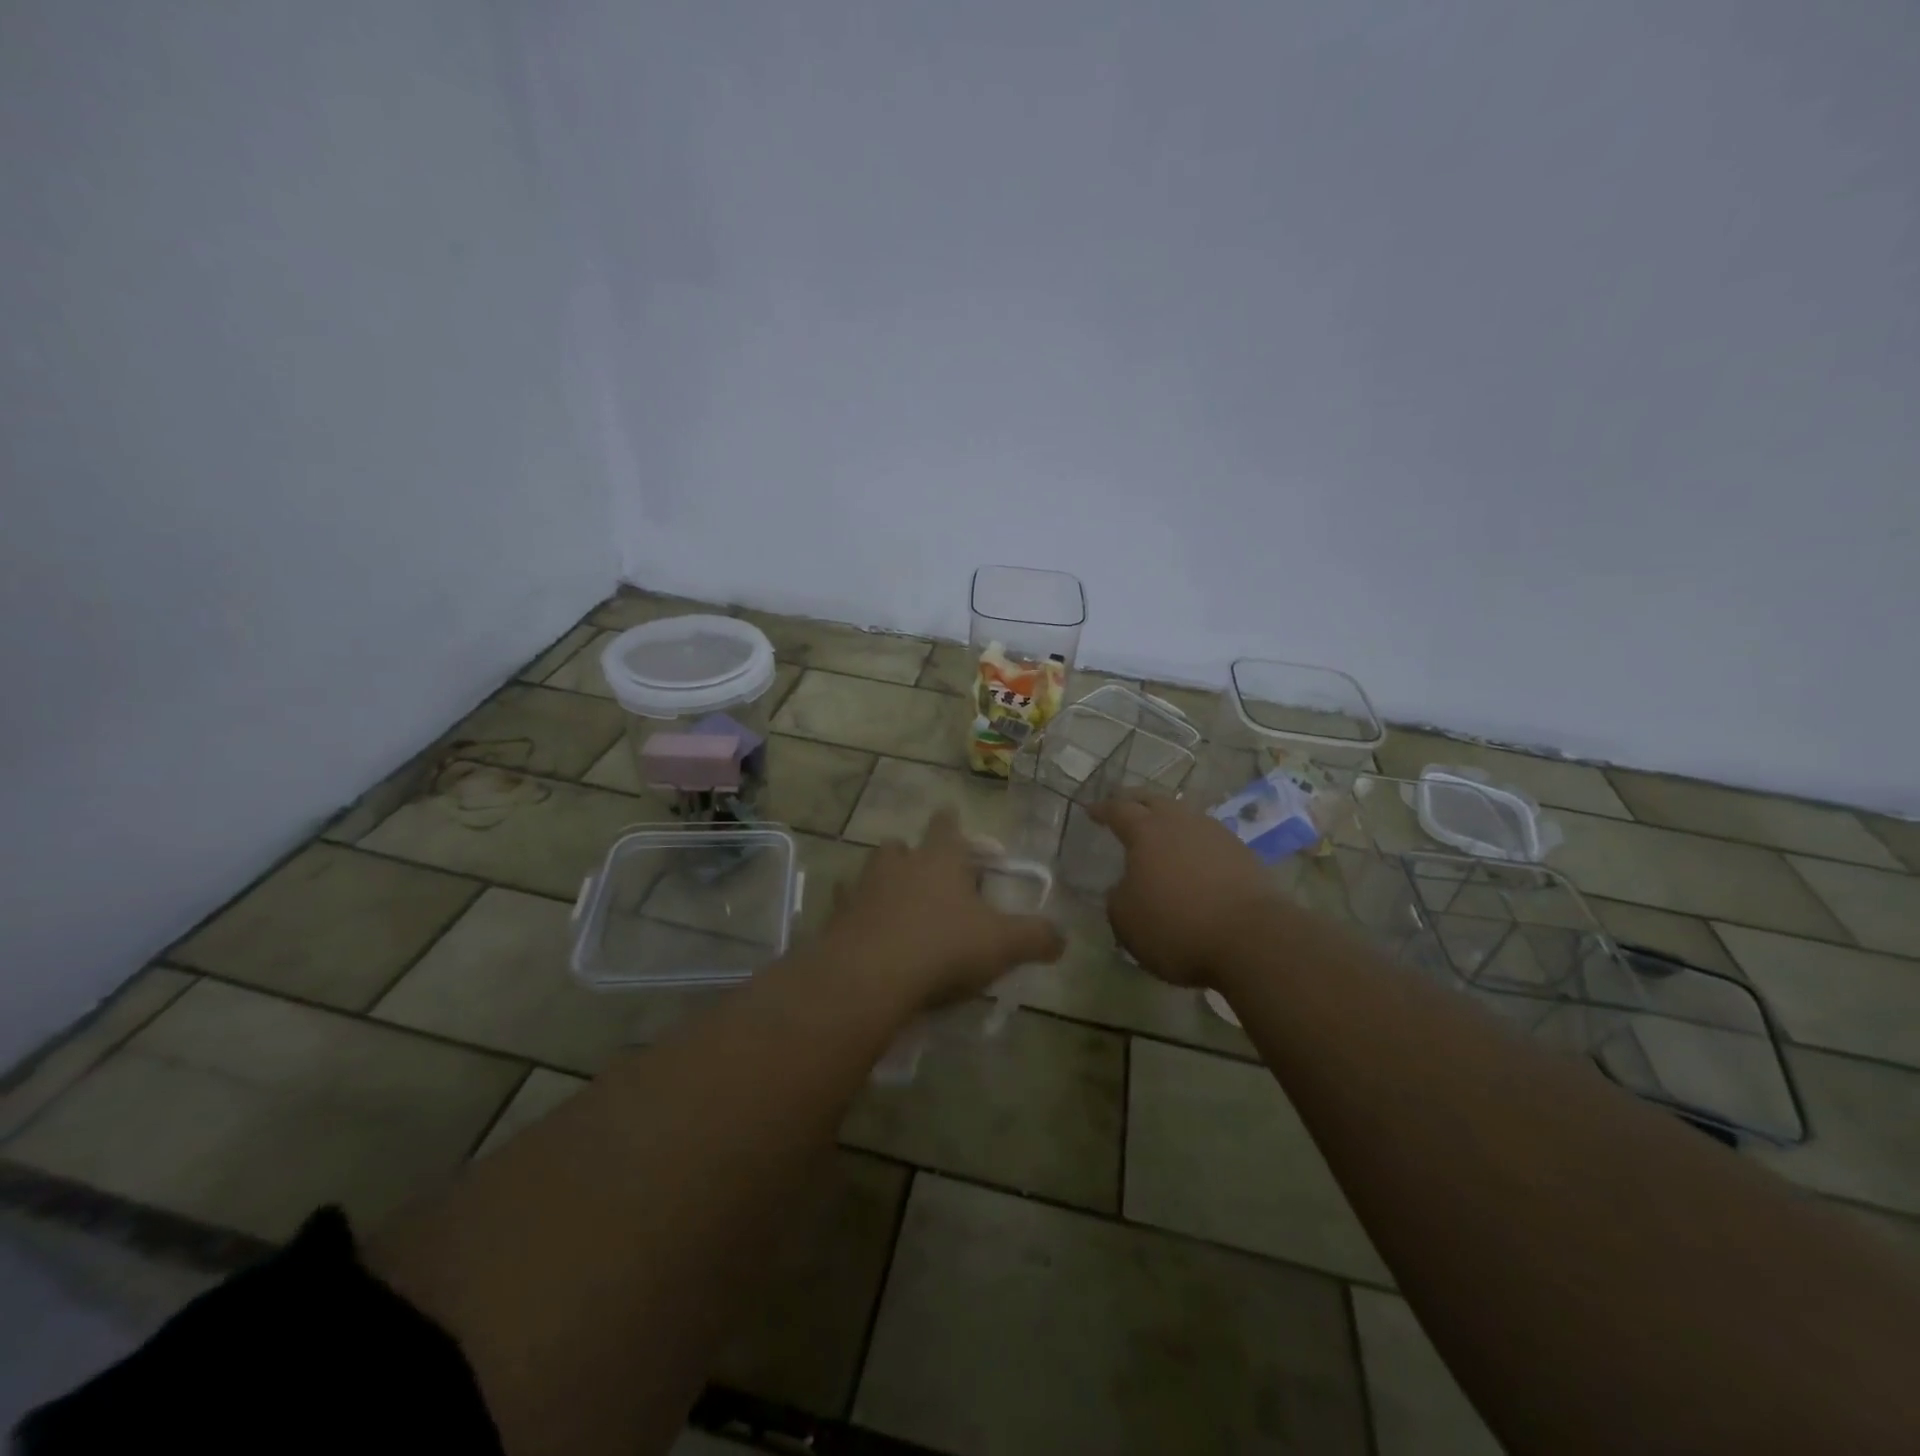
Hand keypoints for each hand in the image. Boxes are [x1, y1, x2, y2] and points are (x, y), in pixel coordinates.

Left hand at [821, 809, 1065, 1013]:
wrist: (870, 977)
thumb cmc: (943, 948)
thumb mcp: (1003, 945)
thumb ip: (1037, 937)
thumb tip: (1062, 937)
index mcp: (940, 860)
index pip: (946, 827)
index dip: (951, 822)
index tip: (950, 816)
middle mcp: (898, 864)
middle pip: (901, 846)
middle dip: (911, 853)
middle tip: (924, 872)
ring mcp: (862, 889)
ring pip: (870, 870)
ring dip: (882, 880)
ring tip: (894, 900)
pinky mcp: (836, 918)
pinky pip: (846, 906)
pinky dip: (856, 912)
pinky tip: (864, 929)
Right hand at [1088, 791, 1284, 986]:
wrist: (1252, 939)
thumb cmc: (1176, 926)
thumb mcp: (1126, 919)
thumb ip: (1118, 896)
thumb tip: (1126, 887)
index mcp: (1146, 831)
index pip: (1118, 809)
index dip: (1102, 809)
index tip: (1090, 811)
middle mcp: (1181, 822)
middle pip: (1153, 800)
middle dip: (1135, 800)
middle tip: (1123, 805)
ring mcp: (1216, 834)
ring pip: (1184, 815)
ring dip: (1168, 819)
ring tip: (1159, 830)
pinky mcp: (1243, 854)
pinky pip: (1207, 838)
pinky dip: (1193, 842)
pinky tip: (1191, 858)